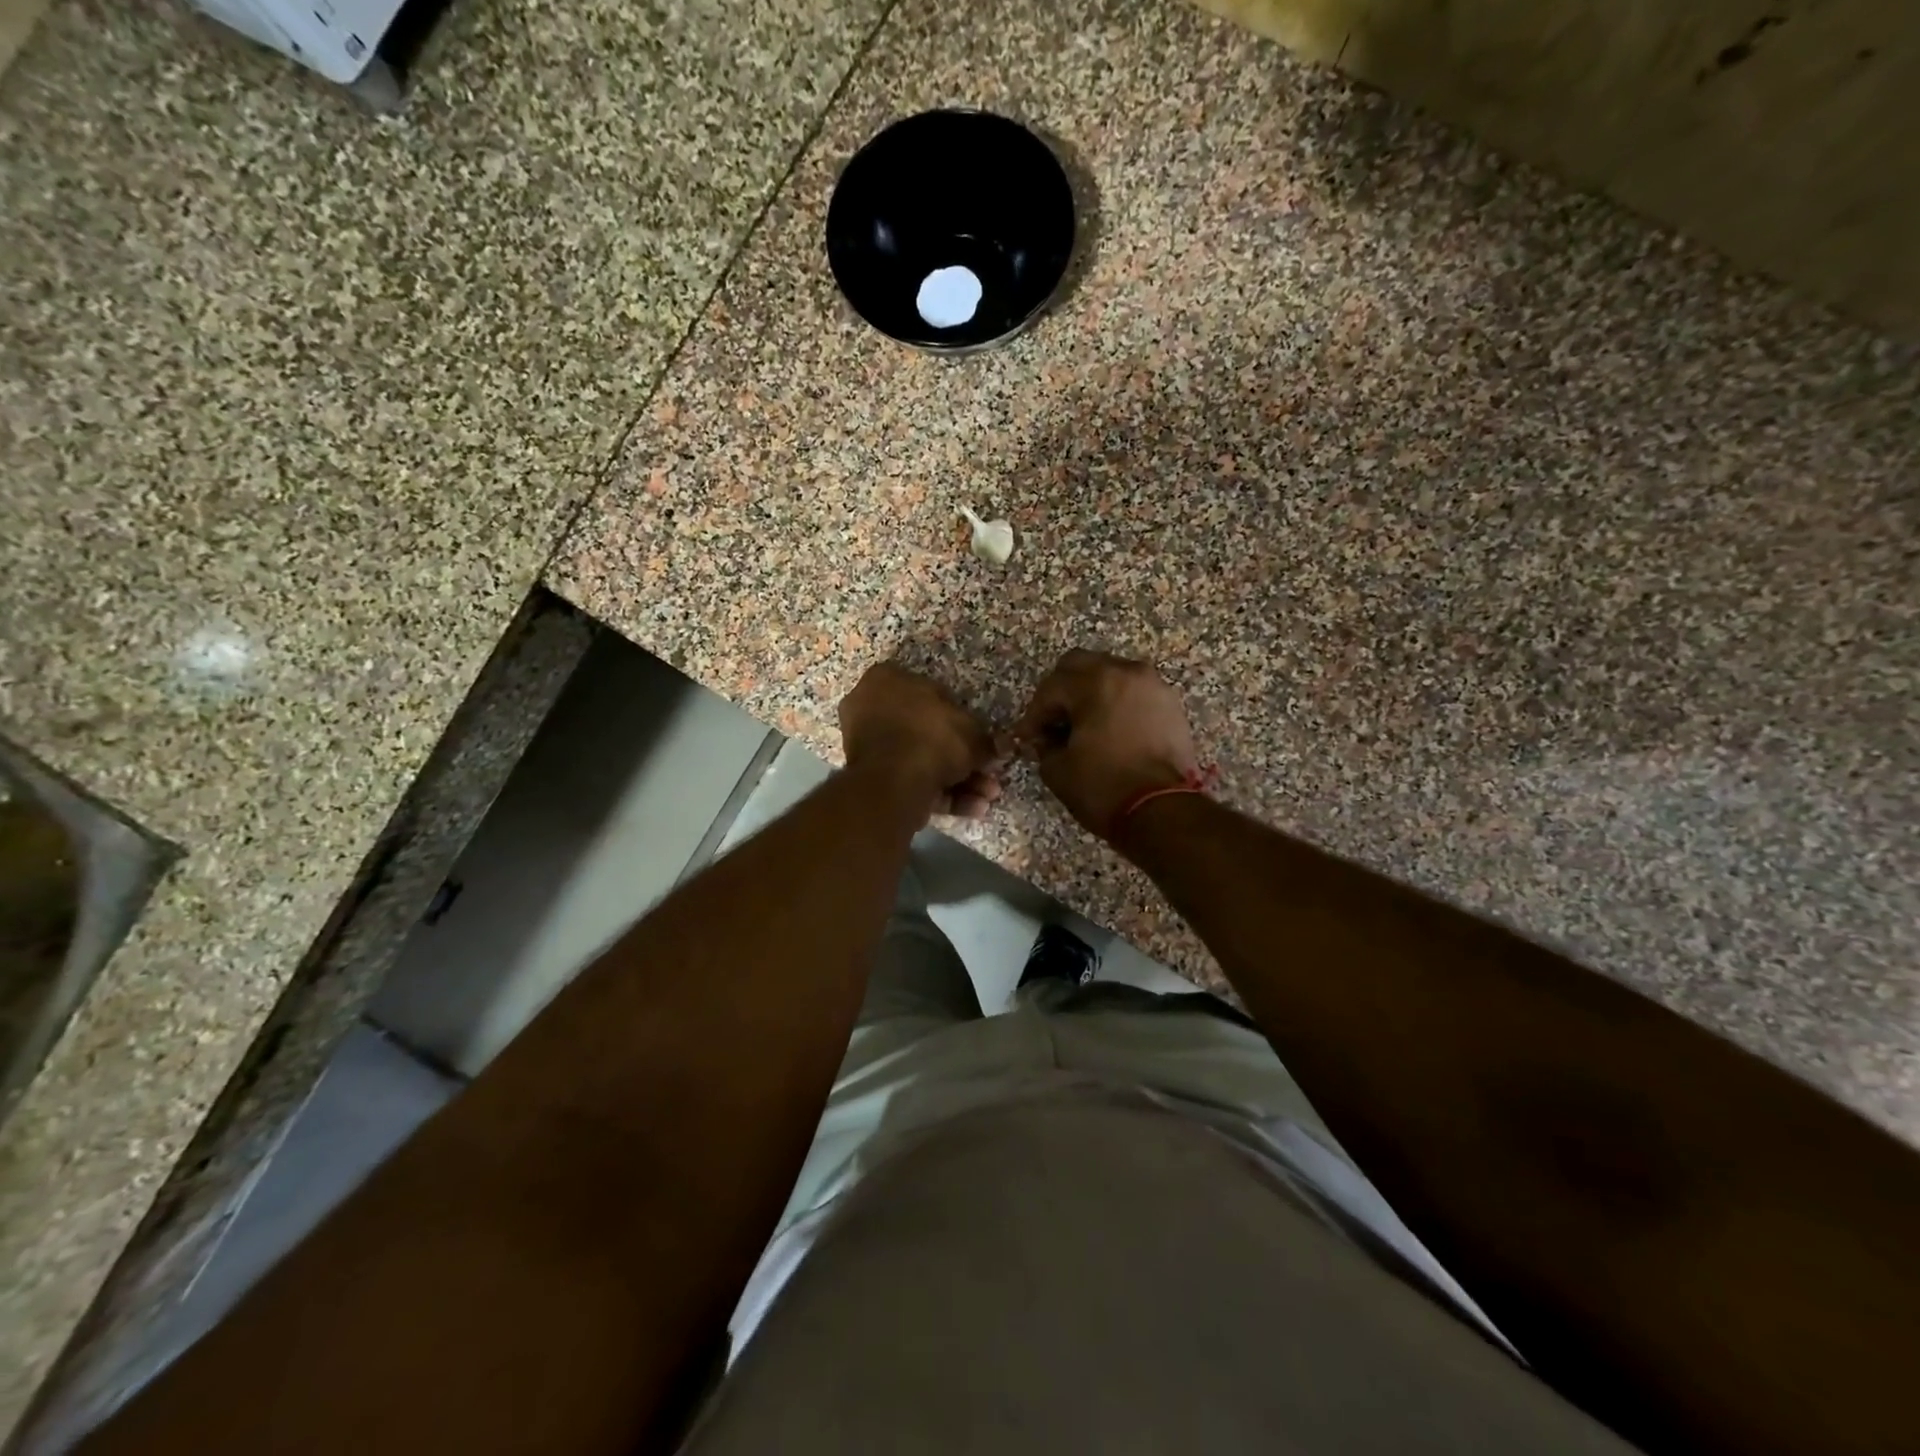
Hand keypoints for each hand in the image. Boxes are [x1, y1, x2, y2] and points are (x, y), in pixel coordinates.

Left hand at [838, 661, 1006, 819]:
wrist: (893, 783)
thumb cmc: (931, 738)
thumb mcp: (972, 733)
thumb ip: (986, 740)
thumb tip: (1001, 748)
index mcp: (887, 680)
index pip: (932, 694)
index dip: (962, 720)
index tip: (980, 742)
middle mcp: (870, 707)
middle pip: (926, 733)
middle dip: (962, 758)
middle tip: (988, 775)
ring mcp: (865, 745)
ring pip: (919, 760)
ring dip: (958, 780)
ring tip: (987, 798)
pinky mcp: (868, 779)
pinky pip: (910, 780)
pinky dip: (941, 795)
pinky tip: (973, 808)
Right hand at [1013, 650, 1199, 839]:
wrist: (1164, 812)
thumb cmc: (1104, 788)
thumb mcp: (1058, 769)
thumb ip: (1044, 744)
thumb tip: (1046, 738)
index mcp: (1095, 682)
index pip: (1051, 688)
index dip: (1034, 714)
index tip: (1027, 737)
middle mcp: (1126, 672)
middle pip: (1080, 665)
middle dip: (1060, 691)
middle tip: (1052, 722)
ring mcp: (1153, 686)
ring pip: (1110, 673)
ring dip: (1090, 693)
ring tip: (1082, 726)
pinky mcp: (1170, 704)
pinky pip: (1133, 691)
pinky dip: (1116, 702)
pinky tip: (1109, 730)